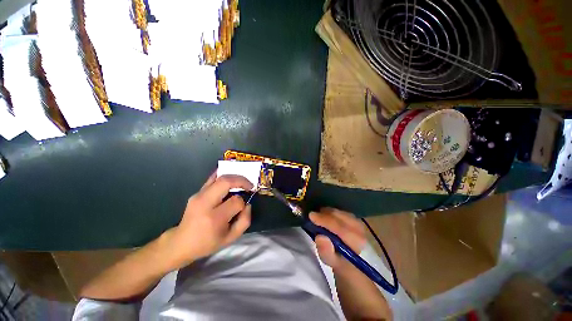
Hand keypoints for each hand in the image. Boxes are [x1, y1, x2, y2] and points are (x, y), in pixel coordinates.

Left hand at [167, 173, 252, 268]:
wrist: (181, 243)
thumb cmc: (208, 243)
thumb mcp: (231, 238)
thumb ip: (245, 220)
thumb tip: (248, 204)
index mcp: (214, 218)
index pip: (236, 201)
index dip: (243, 203)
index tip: (243, 207)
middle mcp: (205, 203)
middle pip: (226, 182)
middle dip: (241, 181)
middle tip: (249, 185)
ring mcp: (199, 195)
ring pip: (220, 178)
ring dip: (234, 177)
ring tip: (242, 182)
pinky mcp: (197, 192)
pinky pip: (212, 178)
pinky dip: (223, 174)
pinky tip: (231, 175)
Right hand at [309, 208, 365, 272]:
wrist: (350, 258)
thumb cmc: (338, 259)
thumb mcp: (330, 260)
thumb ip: (326, 251)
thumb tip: (320, 237)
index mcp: (356, 241)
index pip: (339, 227)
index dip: (324, 220)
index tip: (311, 216)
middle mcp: (360, 229)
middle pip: (339, 216)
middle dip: (324, 215)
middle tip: (312, 216)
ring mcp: (358, 221)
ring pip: (339, 211)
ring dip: (327, 212)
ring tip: (319, 217)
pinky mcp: (355, 217)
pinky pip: (340, 210)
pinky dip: (331, 211)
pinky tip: (326, 216)